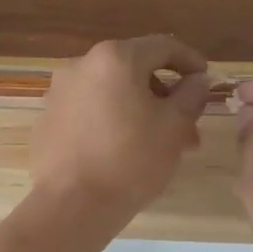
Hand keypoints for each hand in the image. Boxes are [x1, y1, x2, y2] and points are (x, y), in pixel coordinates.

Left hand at [30, 36, 209, 223]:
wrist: (70, 205)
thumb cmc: (130, 161)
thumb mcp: (174, 127)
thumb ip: (191, 96)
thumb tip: (198, 80)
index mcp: (114, 58)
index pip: (162, 46)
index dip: (190, 61)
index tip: (206, 82)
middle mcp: (80, 65)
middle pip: (133, 71)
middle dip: (164, 97)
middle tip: (187, 130)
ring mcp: (58, 93)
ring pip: (110, 94)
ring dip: (139, 112)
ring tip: (159, 148)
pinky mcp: (46, 120)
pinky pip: (87, 112)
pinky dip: (109, 122)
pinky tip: (122, 152)